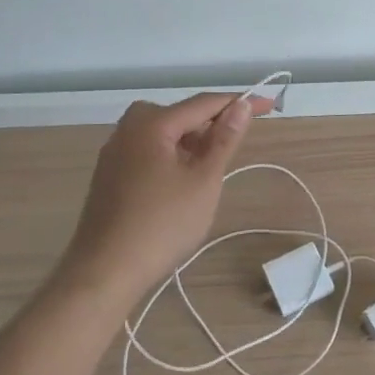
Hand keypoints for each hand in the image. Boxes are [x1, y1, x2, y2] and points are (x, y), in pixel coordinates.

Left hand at [55, 92, 269, 302]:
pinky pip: (148, 151)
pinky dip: (172, 156)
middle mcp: (127, 128)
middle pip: (180, 115)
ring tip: (213, 167)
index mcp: (151, 123)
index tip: (270, 104)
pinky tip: (182, 182)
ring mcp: (114, 152)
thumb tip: (241, 105)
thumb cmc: (162, 224)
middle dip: (212, 123)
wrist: (104, 271)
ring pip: (163, 134)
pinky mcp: (109, 174)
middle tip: (238, 144)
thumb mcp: (204, 181)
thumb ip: (224, 140)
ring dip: (192, 142)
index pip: (204, 103)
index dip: (239, 102)